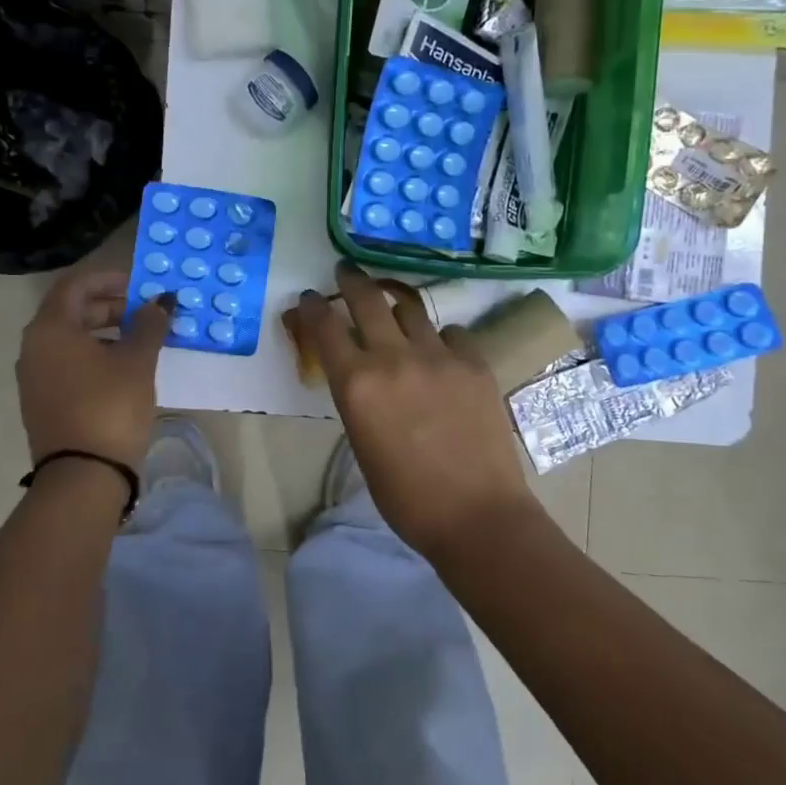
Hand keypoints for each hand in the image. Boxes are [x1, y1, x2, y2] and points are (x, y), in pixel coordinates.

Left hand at [17, 268, 170, 469]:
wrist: (83, 476)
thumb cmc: (110, 406)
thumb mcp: (137, 361)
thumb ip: (149, 325)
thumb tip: (161, 302)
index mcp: (51, 329)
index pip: (75, 285)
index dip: (108, 279)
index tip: (139, 286)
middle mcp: (34, 347)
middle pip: (71, 312)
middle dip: (110, 307)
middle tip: (146, 315)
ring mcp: (34, 377)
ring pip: (70, 340)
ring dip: (105, 333)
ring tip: (141, 342)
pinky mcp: (42, 401)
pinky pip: (67, 364)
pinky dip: (94, 356)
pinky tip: (123, 371)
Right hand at [292, 265, 539, 558]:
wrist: (476, 514)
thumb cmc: (405, 496)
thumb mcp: (362, 445)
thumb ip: (357, 399)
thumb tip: (360, 377)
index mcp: (356, 384)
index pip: (325, 327)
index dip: (313, 307)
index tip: (310, 297)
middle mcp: (393, 358)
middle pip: (367, 299)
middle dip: (351, 280)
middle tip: (346, 270)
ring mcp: (438, 356)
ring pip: (410, 309)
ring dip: (395, 304)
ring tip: (393, 306)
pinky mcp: (474, 362)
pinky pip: (451, 333)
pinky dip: (439, 337)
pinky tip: (441, 352)